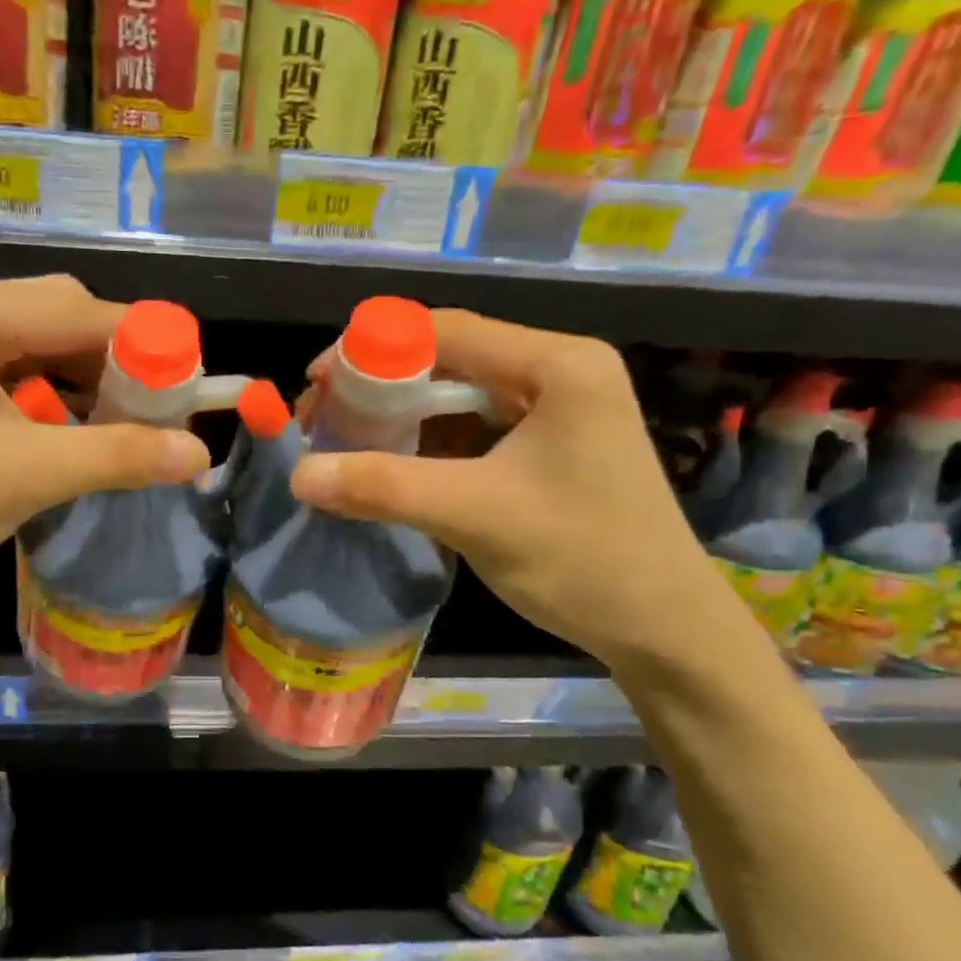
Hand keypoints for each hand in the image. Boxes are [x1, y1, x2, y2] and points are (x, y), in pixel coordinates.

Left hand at [0, 275, 209, 609]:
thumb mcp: (27, 476)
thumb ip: (118, 456)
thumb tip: (200, 454)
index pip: (83, 309)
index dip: (146, 347)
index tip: (190, 391)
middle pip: (61, 317)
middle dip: (115, 366)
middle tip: (154, 417)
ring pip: (39, 345)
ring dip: (85, 384)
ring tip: (121, 430)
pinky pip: (11, 370)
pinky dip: (50, 398)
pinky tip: (70, 434)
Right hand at [288, 310, 734, 671]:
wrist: (662, 628)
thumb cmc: (582, 560)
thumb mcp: (473, 516)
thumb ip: (383, 487)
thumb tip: (298, 474)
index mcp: (556, 365)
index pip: (445, 332)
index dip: (370, 351)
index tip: (314, 386)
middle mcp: (558, 372)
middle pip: (448, 359)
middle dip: (379, 390)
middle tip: (323, 425)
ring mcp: (555, 410)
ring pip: (456, 397)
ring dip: (398, 420)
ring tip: (345, 448)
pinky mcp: (546, 447)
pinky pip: (471, 430)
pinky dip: (426, 445)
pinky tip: (390, 468)